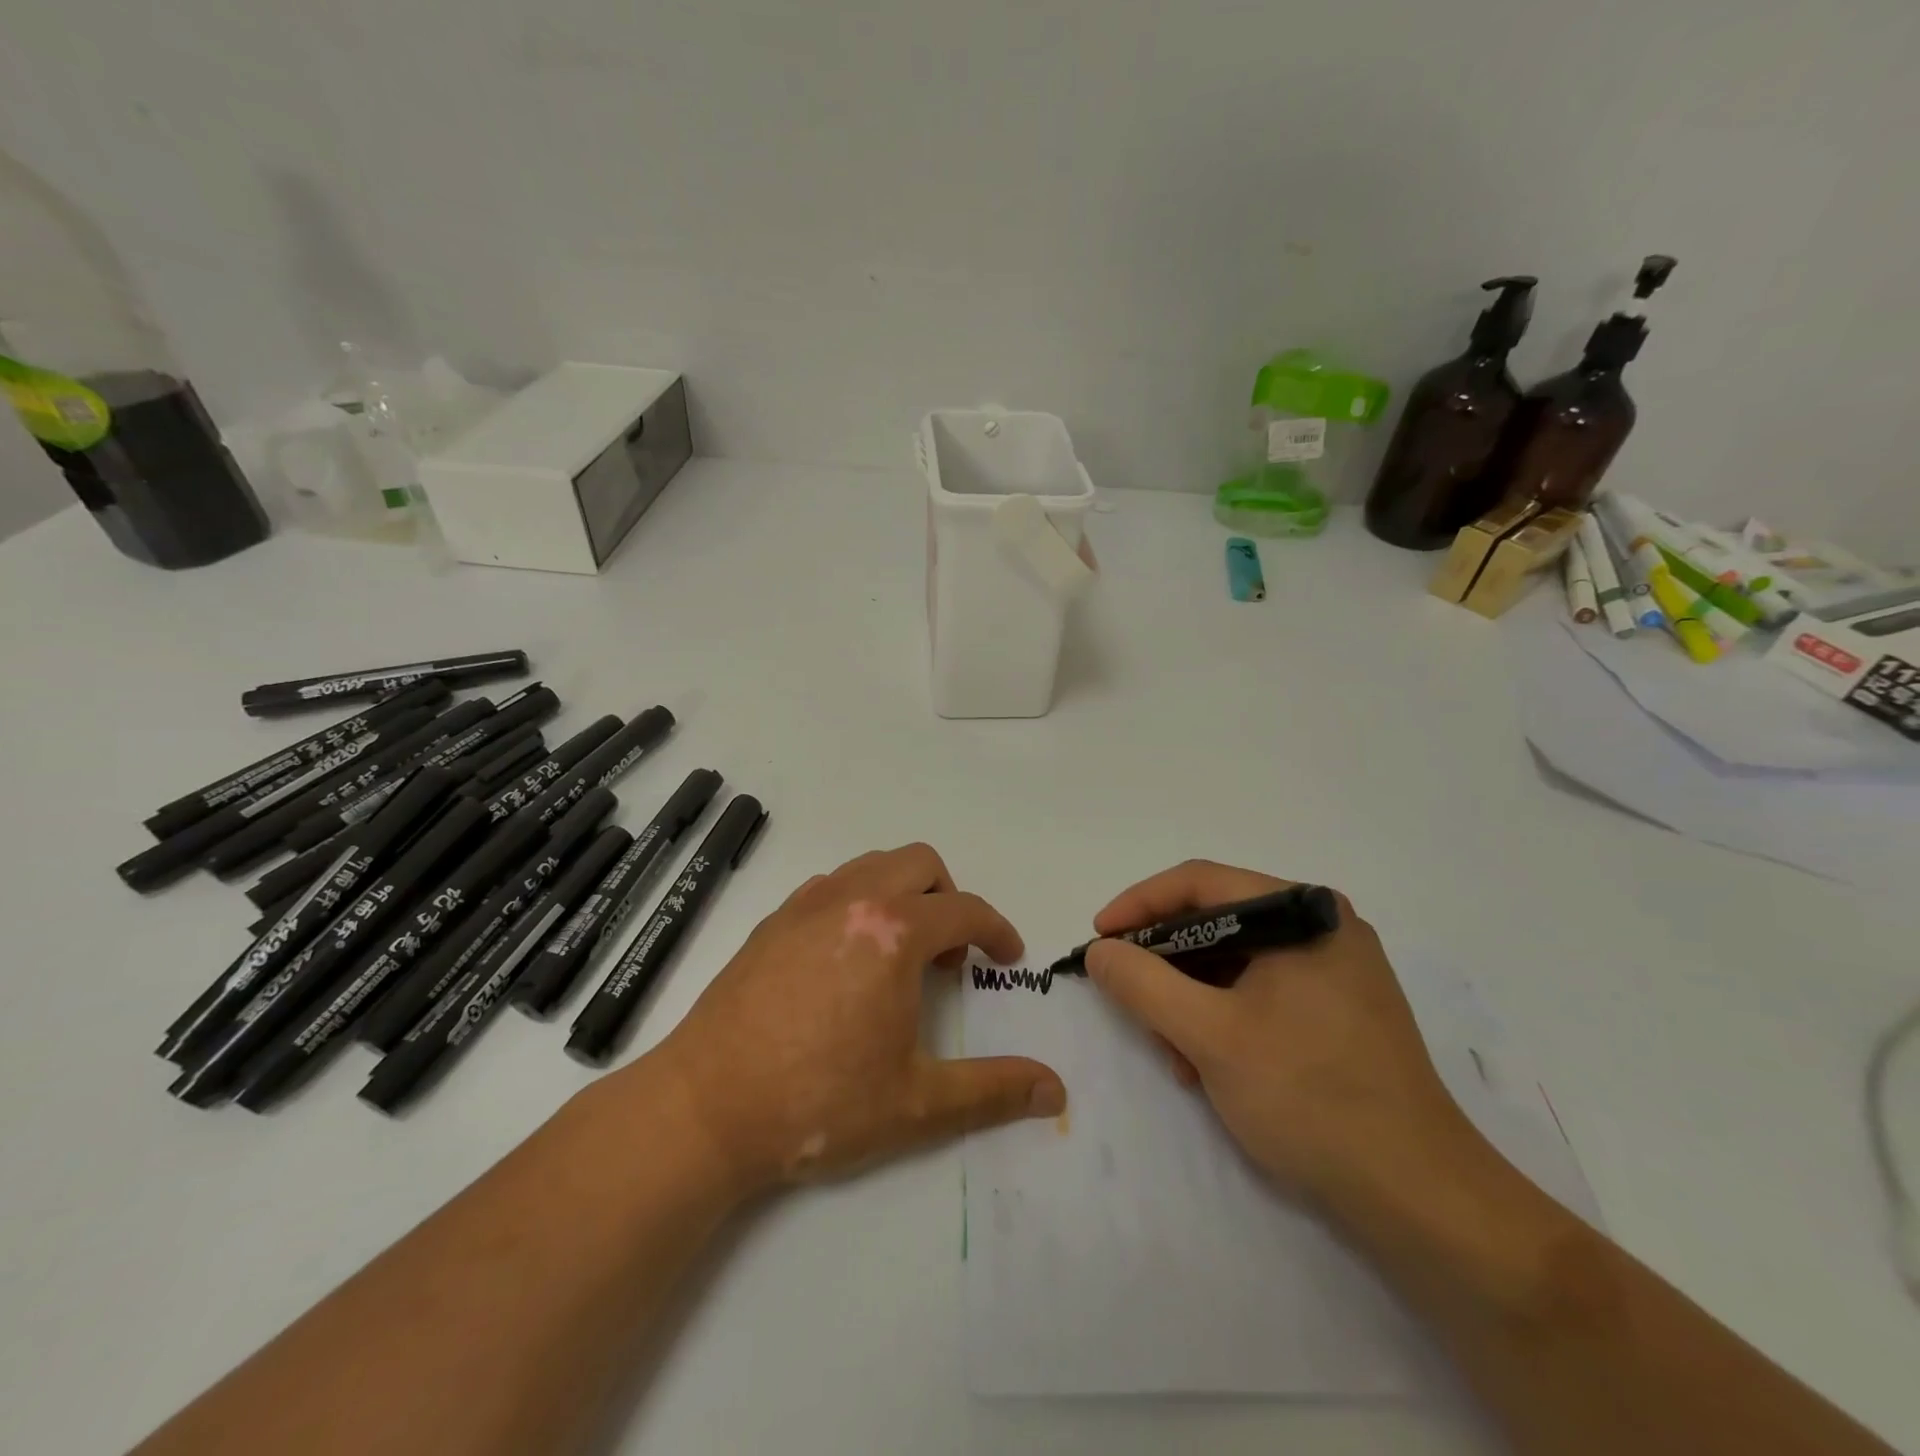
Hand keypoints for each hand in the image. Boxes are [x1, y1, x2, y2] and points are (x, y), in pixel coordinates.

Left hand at [641, 844, 1066, 1195]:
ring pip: (872, 865)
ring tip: (900, 952)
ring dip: (902, 893)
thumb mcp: (916, 1103)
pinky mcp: (772, 921)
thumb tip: (1055, 1090)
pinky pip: (832, 885)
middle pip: (920, 864)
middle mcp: (852, 899)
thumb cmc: (818, 1102)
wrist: (704, 1108)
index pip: (965, 910)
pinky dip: (858, 901)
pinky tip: (847, 958)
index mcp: (894, 932)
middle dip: (949, 898)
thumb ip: (992, 1090)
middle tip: (950, 955)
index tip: (1007, 956)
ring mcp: (805, 905)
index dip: (997, 931)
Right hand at [1085, 861, 1478, 1208]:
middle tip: (1131, 1004)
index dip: (1138, 905)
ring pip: (1234, 962)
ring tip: (1174, 1056)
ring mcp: (1336, 970)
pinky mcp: (1339, 1010)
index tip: (1098, 939)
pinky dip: (1223, 1019)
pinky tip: (1208, 1067)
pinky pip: (1260, 992)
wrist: (1421, 1199)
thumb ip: (1143, 983)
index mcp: (1302, 913)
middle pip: (1215, 923)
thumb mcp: (1209, 1035)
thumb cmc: (1310, 1098)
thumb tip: (1100, 951)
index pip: (1199, 883)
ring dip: (1190, 1002)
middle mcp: (1322, 927)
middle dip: (1166, 966)